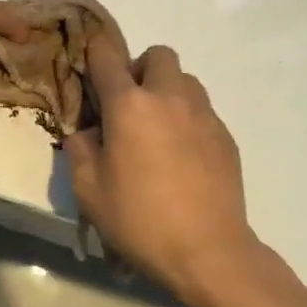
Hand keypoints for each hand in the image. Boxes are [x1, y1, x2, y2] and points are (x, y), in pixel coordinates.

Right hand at [63, 32, 257, 306]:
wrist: (208, 253)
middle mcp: (168, 98)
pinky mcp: (225, 137)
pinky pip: (203, 111)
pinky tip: (181, 157)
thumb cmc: (139, 219)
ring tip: (158, 129)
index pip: (107, 57)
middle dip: (141, 69)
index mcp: (128, 105)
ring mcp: (203, 115)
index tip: (90, 64)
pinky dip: (188, 120)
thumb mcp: (88, 189)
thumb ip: (80, 148)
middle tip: (130, 104)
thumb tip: (90, 132)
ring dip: (168, 91)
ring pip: (185, 80)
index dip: (95, 52)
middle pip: (158, 55)